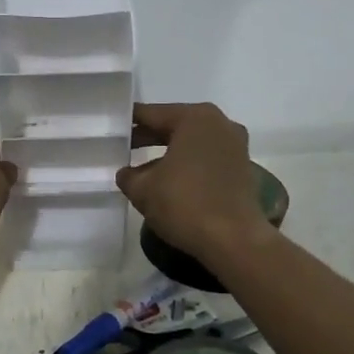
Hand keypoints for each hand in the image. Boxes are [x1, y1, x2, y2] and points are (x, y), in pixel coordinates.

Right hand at [115, 102, 263, 263]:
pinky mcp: (242, 168)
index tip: (111, 130)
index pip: (151, 114)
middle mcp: (219, 123)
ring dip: (168, 153)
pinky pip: (206, 158)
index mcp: (194, 118)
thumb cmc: (185, 204)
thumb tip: (127, 173)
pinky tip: (170, 182)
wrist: (234, 240)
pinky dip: (187, 165)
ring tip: (143, 170)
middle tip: (122, 148)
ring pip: (191, 143)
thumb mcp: (143, 189)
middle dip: (148, 137)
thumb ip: (128, 175)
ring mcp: (235, 145)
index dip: (128, 122)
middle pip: (174, 125)